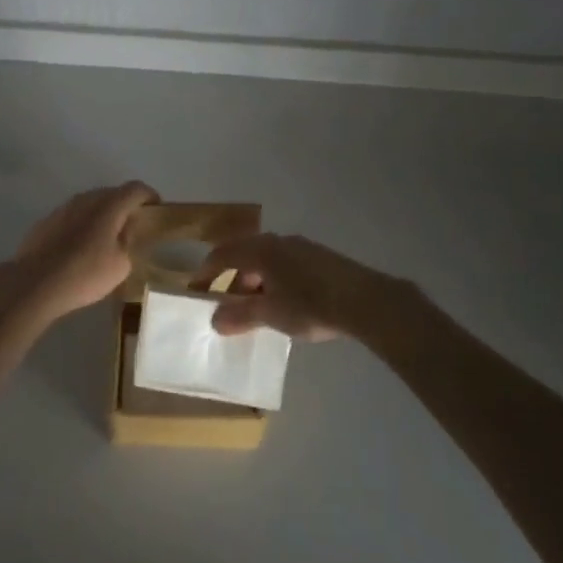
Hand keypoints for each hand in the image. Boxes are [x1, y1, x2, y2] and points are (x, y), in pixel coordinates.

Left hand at [0, 182, 158, 322]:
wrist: (35, 283)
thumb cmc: (85, 273)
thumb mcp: (121, 264)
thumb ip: (128, 242)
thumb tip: (125, 232)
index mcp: (109, 205)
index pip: (136, 189)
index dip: (150, 196)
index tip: (157, 210)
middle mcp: (86, 198)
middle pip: (112, 193)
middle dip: (126, 206)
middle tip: (133, 226)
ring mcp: (63, 208)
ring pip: (90, 204)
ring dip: (102, 215)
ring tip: (106, 238)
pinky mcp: (46, 221)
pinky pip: (72, 216)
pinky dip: (82, 224)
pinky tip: (80, 247)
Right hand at [192, 233, 416, 342]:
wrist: (365, 301)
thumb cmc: (310, 305)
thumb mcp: (270, 314)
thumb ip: (240, 316)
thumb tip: (215, 320)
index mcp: (261, 250)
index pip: (223, 254)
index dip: (206, 272)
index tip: (196, 290)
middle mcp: (278, 242)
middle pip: (245, 256)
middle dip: (232, 280)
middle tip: (227, 305)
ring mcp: (302, 247)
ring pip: (267, 261)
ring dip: (255, 282)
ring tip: (257, 309)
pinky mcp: (320, 258)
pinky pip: (286, 266)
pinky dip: (275, 282)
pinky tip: (285, 304)